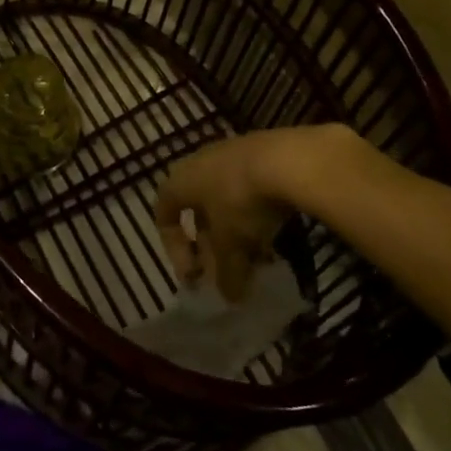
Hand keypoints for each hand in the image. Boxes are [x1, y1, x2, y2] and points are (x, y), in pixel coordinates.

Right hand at [152, 126, 363, 300]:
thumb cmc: (240, 200)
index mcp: (180, 181)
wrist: (287, 158)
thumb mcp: (231, 245)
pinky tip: (273, 237)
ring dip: (235, 233)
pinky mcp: (260, 153)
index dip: (174, 248)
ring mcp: (231, 155)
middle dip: (211, 246)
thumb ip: (226, 273)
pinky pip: (248, 190)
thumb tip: (229, 297)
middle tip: (226, 273)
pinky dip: (254, 216)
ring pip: (225, 201)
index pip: (163, 213)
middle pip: (198, 210)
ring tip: (255, 260)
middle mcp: (199, 163)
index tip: (194, 276)